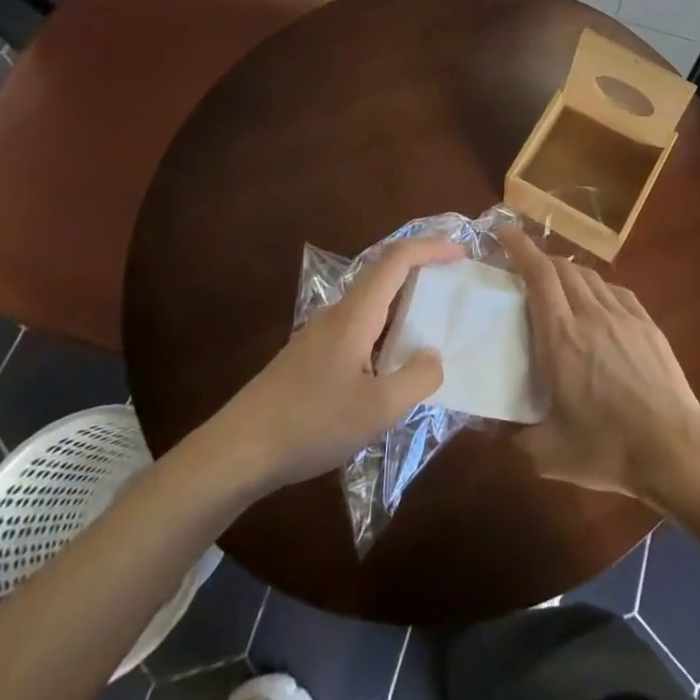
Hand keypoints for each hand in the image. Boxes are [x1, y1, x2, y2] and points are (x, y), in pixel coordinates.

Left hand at [192, 235, 449, 495]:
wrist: (237, 451)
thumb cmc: (311, 423)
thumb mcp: (377, 410)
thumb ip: (417, 379)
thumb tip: (434, 356)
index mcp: (356, 314)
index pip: (397, 259)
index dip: (431, 248)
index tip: (462, 254)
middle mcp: (338, 313)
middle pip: (383, 272)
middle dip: (421, 269)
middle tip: (453, 285)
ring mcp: (320, 333)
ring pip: (370, 301)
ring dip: (403, 300)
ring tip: (430, 324)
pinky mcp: (310, 355)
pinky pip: (358, 325)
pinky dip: (385, 326)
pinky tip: (391, 363)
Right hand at [501, 226, 699, 504]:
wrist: (673, 449)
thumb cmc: (607, 450)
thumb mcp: (549, 455)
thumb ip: (517, 438)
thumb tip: (497, 430)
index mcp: (560, 339)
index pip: (538, 276)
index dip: (520, 249)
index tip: (505, 233)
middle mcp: (590, 316)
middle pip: (563, 269)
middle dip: (540, 259)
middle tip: (525, 267)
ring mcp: (623, 316)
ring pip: (590, 277)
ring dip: (568, 272)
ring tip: (558, 284)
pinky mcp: (648, 324)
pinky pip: (617, 291)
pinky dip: (598, 288)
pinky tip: (597, 302)